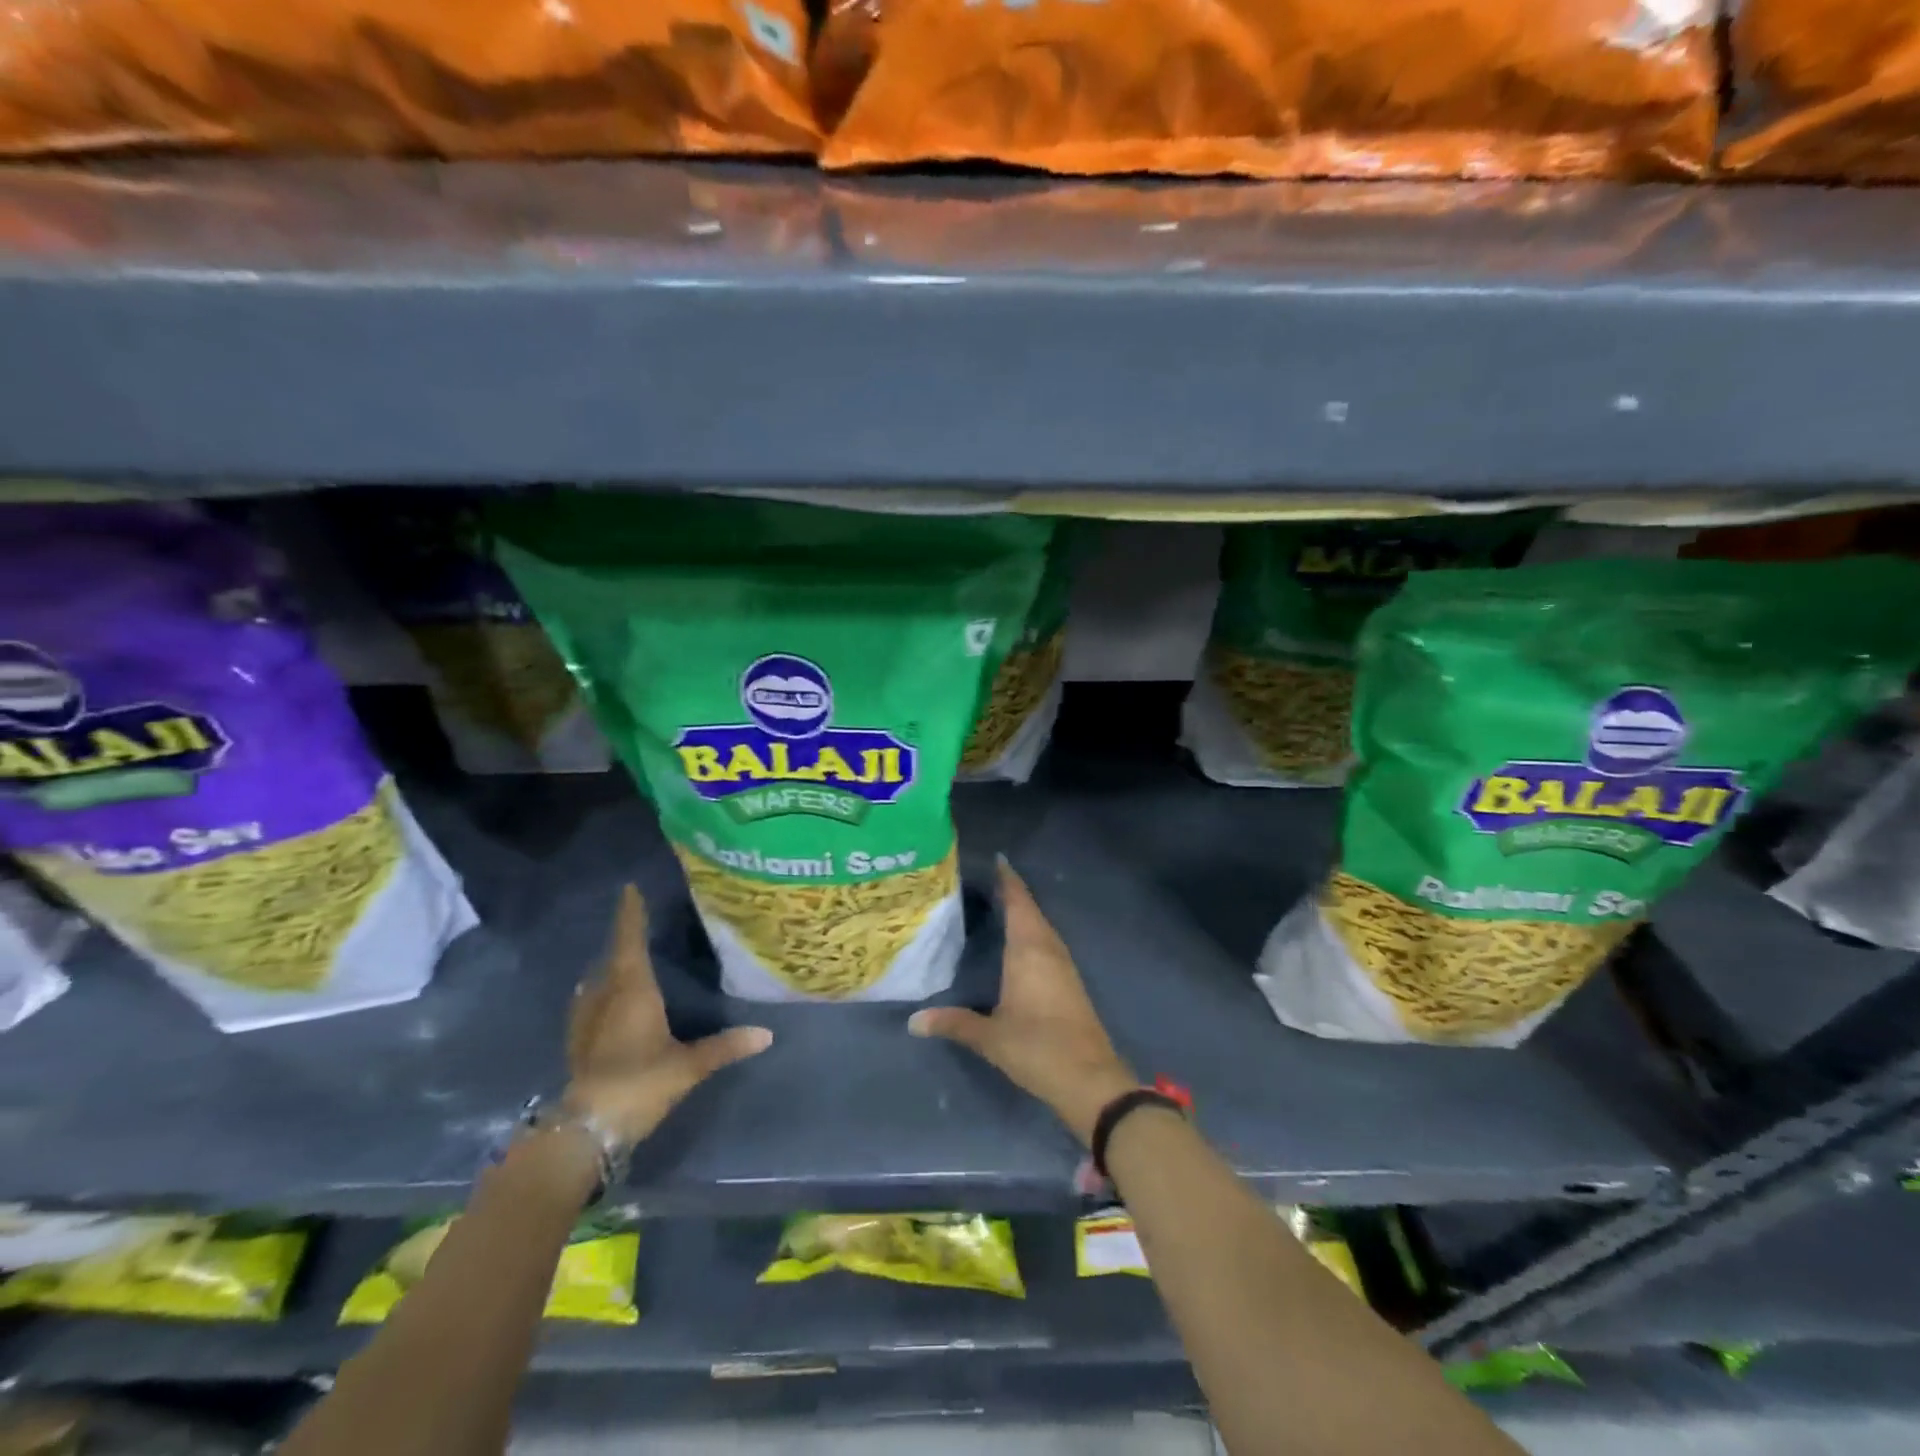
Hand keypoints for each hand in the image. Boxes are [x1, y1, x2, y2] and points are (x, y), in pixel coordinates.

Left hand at [565, 885, 772, 1147]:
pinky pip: (588, 1004)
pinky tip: (602, 1002)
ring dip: (608, 967)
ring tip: (623, 960)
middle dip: (623, 939)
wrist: (587, 1129)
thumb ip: (725, 1046)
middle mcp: (605, 997)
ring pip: (596, 981)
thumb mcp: (688, 1065)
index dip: (630, 915)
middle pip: (612, 958)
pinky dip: (598, 993)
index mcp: (632, 990)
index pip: (629, 942)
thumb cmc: (640, 1082)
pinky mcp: (577, 1043)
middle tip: (637, 924)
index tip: (629, 889)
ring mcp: (586, 1021)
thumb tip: (766, 1034)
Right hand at [909, 858, 1136, 1144]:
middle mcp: (1048, 950)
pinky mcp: (1070, 982)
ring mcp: (1064, 966)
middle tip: (990, 879)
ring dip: (1025, 912)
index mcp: (1028, 950)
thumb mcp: (990, 1037)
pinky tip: (1022, 942)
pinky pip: (1048, 943)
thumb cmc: (1037, 1048)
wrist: (1090, 1079)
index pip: (1018, 904)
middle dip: (1014, 893)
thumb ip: (954, 1023)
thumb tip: (913, 1021)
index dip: (1009, 881)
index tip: (999, 859)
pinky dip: (1033, 932)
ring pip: (1042, 927)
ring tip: (1002, 903)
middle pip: (1032, 910)